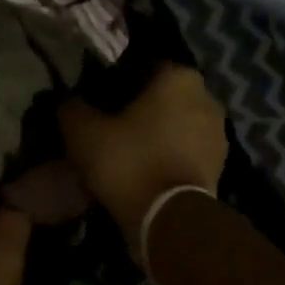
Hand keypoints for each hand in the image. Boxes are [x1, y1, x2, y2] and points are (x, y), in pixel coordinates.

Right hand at [59, 63, 228, 258]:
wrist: (168, 217)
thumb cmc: (128, 161)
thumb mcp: (83, 133)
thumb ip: (72, 108)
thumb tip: (66, 100)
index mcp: (178, 77)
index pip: (141, 67)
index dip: (115, 82)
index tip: (95, 102)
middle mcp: (206, 97)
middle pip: (161, 97)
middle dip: (138, 109)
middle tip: (108, 127)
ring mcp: (217, 133)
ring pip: (175, 125)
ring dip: (155, 134)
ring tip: (126, 153)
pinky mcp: (219, 165)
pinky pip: (185, 151)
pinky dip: (167, 156)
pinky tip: (144, 170)